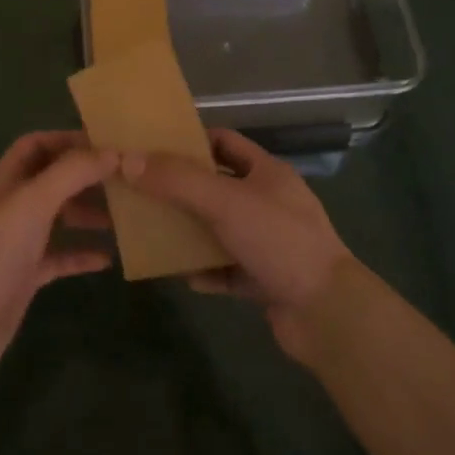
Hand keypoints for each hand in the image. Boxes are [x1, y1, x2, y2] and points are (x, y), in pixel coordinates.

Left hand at [0, 131, 116, 380]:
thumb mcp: (33, 202)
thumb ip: (72, 173)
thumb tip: (112, 152)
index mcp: (3, 179)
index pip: (36, 145)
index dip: (67, 140)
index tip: (106, 144)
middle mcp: (9, 205)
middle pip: (51, 180)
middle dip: (85, 177)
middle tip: (125, 180)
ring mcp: (16, 241)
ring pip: (57, 218)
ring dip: (87, 214)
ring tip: (124, 216)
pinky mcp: (24, 274)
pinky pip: (58, 256)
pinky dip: (81, 254)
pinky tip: (108, 259)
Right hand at [121, 129, 353, 361]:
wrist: (327, 313)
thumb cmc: (279, 240)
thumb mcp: (224, 202)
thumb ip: (176, 181)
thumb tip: (127, 160)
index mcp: (267, 173)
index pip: (224, 142)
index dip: (190, 141)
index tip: (153, 149)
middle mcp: (268, 203)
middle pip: (216, 187)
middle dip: (181, 190)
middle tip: (142, 192)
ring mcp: (268, 243)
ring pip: (218, 230)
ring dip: (189, 232)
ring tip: (152, 233)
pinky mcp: (265, 280)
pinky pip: (226, 270)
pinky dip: (205, 271)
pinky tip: (183, 276)